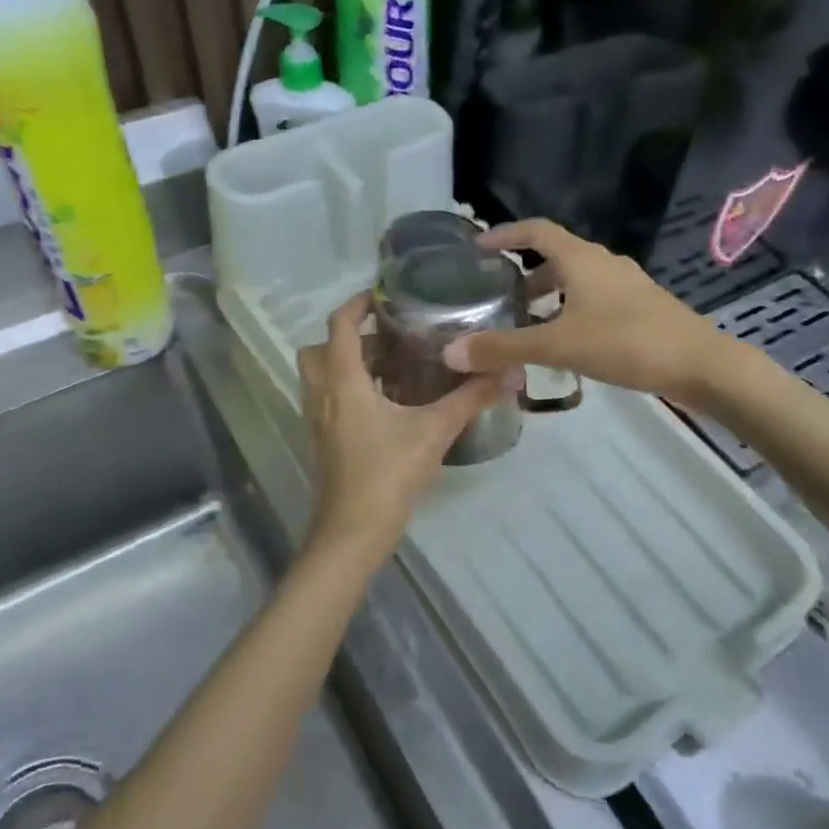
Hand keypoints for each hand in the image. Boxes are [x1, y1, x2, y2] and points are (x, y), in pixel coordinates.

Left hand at [298, 293, 505, 566]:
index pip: (341, 325)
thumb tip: (510, 373)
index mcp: (343, 381)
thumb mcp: (434, 432)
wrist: (352, 534)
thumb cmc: (388, 475)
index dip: (358, 303)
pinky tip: (387, 405)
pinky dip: (349, 390)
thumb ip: (471, 399)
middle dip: (350, 337)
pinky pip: (328, 400)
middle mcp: (322, 394)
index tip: (384, 295)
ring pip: (321, 376)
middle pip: (320, 348)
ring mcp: (318, 420)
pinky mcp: (323, 441)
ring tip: (393, 368)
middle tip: (389, 338)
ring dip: (348, 364)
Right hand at [440, 219, 727, 402]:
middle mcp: (603, 263)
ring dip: (548, 295)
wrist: (700, 364)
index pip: (536, 230)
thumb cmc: (626, 343)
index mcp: (582, 259)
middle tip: (497, 295)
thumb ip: (504, 348)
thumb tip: (450, 352)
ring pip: (576, 281)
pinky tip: (565, 342)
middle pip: (556, 256)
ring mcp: (626, 285)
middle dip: (524, 272)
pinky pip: (594, 299)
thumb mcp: (558, 345)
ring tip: (525, 322)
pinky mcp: (640, 308)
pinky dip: (570, 311)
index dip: (505, 233)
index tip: (478, 246)